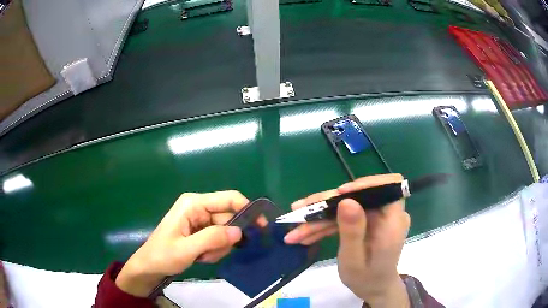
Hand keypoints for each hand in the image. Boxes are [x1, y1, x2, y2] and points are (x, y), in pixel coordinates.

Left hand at [115, 190, 265, 296]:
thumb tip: (240, 232)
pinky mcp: (201, 230)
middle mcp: (199, 207)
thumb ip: (213, 238)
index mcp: (194, 203)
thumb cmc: (163, 255)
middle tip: (212, 253)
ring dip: (219, 247)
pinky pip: (219, 239)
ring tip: (202, 256)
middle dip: (225, 239)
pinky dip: (215, 250)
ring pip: (225, 232)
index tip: (261, 228)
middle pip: (229, 218)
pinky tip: (201, 256)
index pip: (229, 199)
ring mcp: (200, 219)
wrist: (150, 266)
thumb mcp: (187, 249)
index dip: (247, 210)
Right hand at [284, 174, 410, 306]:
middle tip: (300, 210)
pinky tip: (305, 234)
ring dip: (320, 216)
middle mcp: (387, 214)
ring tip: (294, 229)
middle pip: (358, 196)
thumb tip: (346, 200)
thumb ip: (352, 232)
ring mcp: (375, 217)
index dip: (365, 184)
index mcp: (393, 222)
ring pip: (346, 206)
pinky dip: (325, 225)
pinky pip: (344, 217)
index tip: (339, 194)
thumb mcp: (354, 261)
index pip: (388, 187)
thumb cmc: (366, 279)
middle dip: (327, 204)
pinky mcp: (365, 221)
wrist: (373, 288)